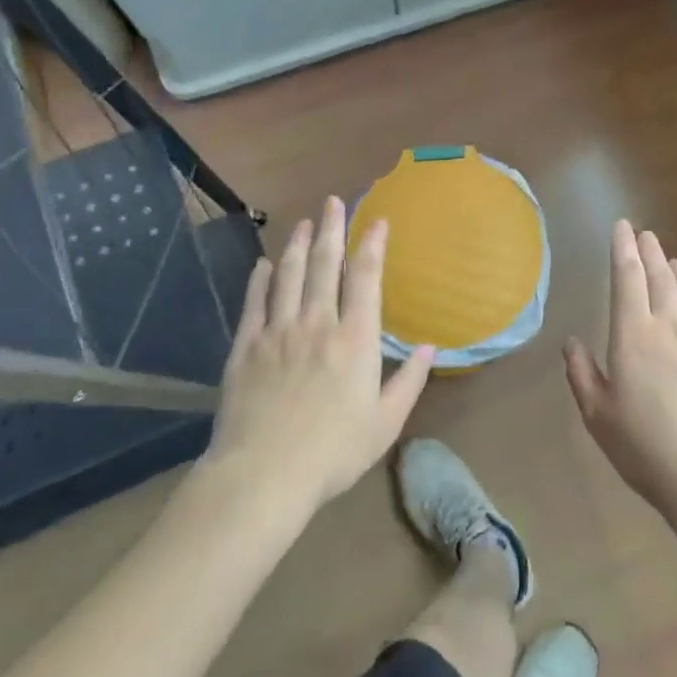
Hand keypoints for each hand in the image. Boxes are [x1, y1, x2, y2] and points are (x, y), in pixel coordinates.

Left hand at [208, 196, 434, 506]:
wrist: (264, 474)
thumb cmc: (333, 452)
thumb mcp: (385, 423)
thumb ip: (410, 381)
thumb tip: (430, 348)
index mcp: (356, 339)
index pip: (366, 279)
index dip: (372, 246)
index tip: (376, 221)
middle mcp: (318, 323)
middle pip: (326, 265)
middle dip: (333, 230)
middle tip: (334, 202)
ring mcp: (278, 331)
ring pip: (290, 275)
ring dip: (299, 245)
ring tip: (304, 222)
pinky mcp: (246, 346)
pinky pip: (255, 301)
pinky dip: (262, 278)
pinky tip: (265, 264)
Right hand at [565, 220, 676, 521]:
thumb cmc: (645, 447)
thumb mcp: (598, 415)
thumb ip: (582, 373)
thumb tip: (571, 342)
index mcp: (634, 334)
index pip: (627, 276)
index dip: (623, 248)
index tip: (623, 226)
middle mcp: (673, 324)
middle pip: (661, 275)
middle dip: (651, 251)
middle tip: (646, 235)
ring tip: (674, 262)